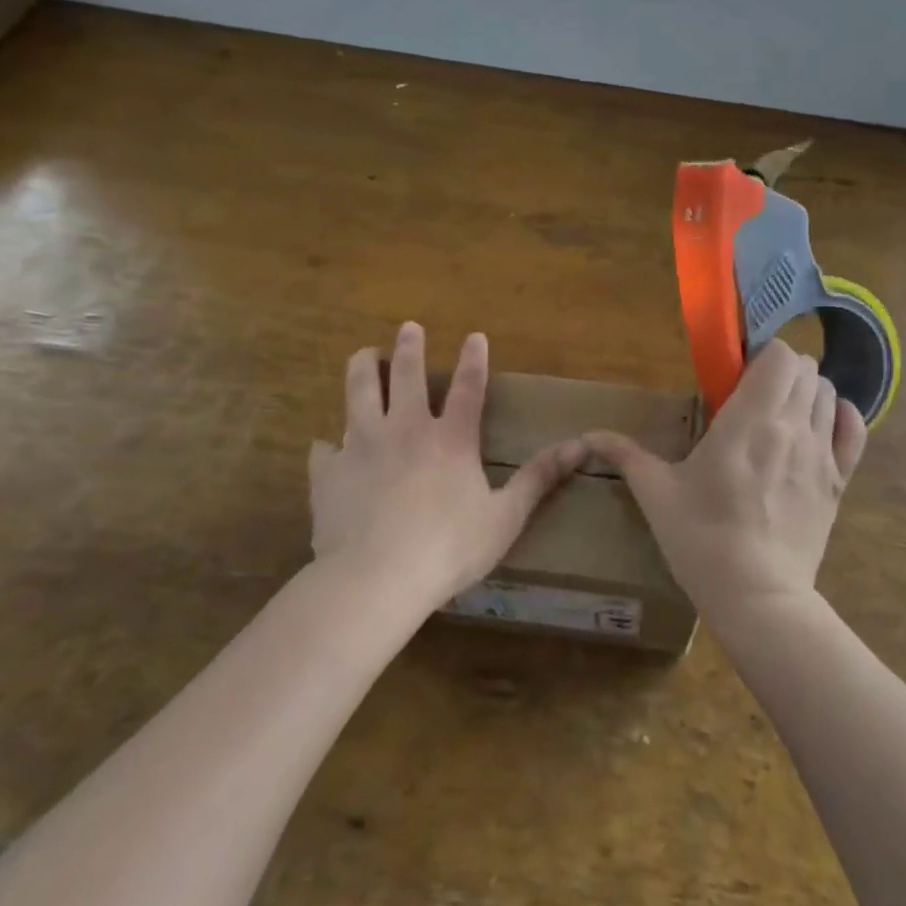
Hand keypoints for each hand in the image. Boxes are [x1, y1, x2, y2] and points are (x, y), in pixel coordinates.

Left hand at [308, 323, 586, 609]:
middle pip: (406, 375)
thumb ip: (539, 478)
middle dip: (410, 347)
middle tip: (409, 327)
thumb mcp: (505, 517)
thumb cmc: (448, 548)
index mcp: (451, 439)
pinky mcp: (329, 472)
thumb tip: (581, 446)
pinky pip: (324, 449)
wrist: (374, 579)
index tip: (475, 334)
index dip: (474, 359)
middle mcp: (405, 429)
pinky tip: (326, 447)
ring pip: (359, 392)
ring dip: (364, 368)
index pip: (468, 387)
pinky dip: (328, 446)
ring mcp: (362, 446)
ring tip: (365, 354)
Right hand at [584, 339, 867, 623]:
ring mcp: (821, 453)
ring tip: (782, 414)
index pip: (779, 355)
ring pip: (828, 394)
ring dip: (807, 392)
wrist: (757, 597)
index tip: (739, 373)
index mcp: (749, 419)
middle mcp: (792, 425)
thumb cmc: (701, 539)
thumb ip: (626, 456)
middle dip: (782, 371)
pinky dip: (842, 417)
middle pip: (806, 368)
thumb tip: (588, 436)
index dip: (763, 355)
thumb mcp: (657, 494)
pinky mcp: (839, 481)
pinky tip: (821, 426)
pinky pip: (854, 431)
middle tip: (756, 394)